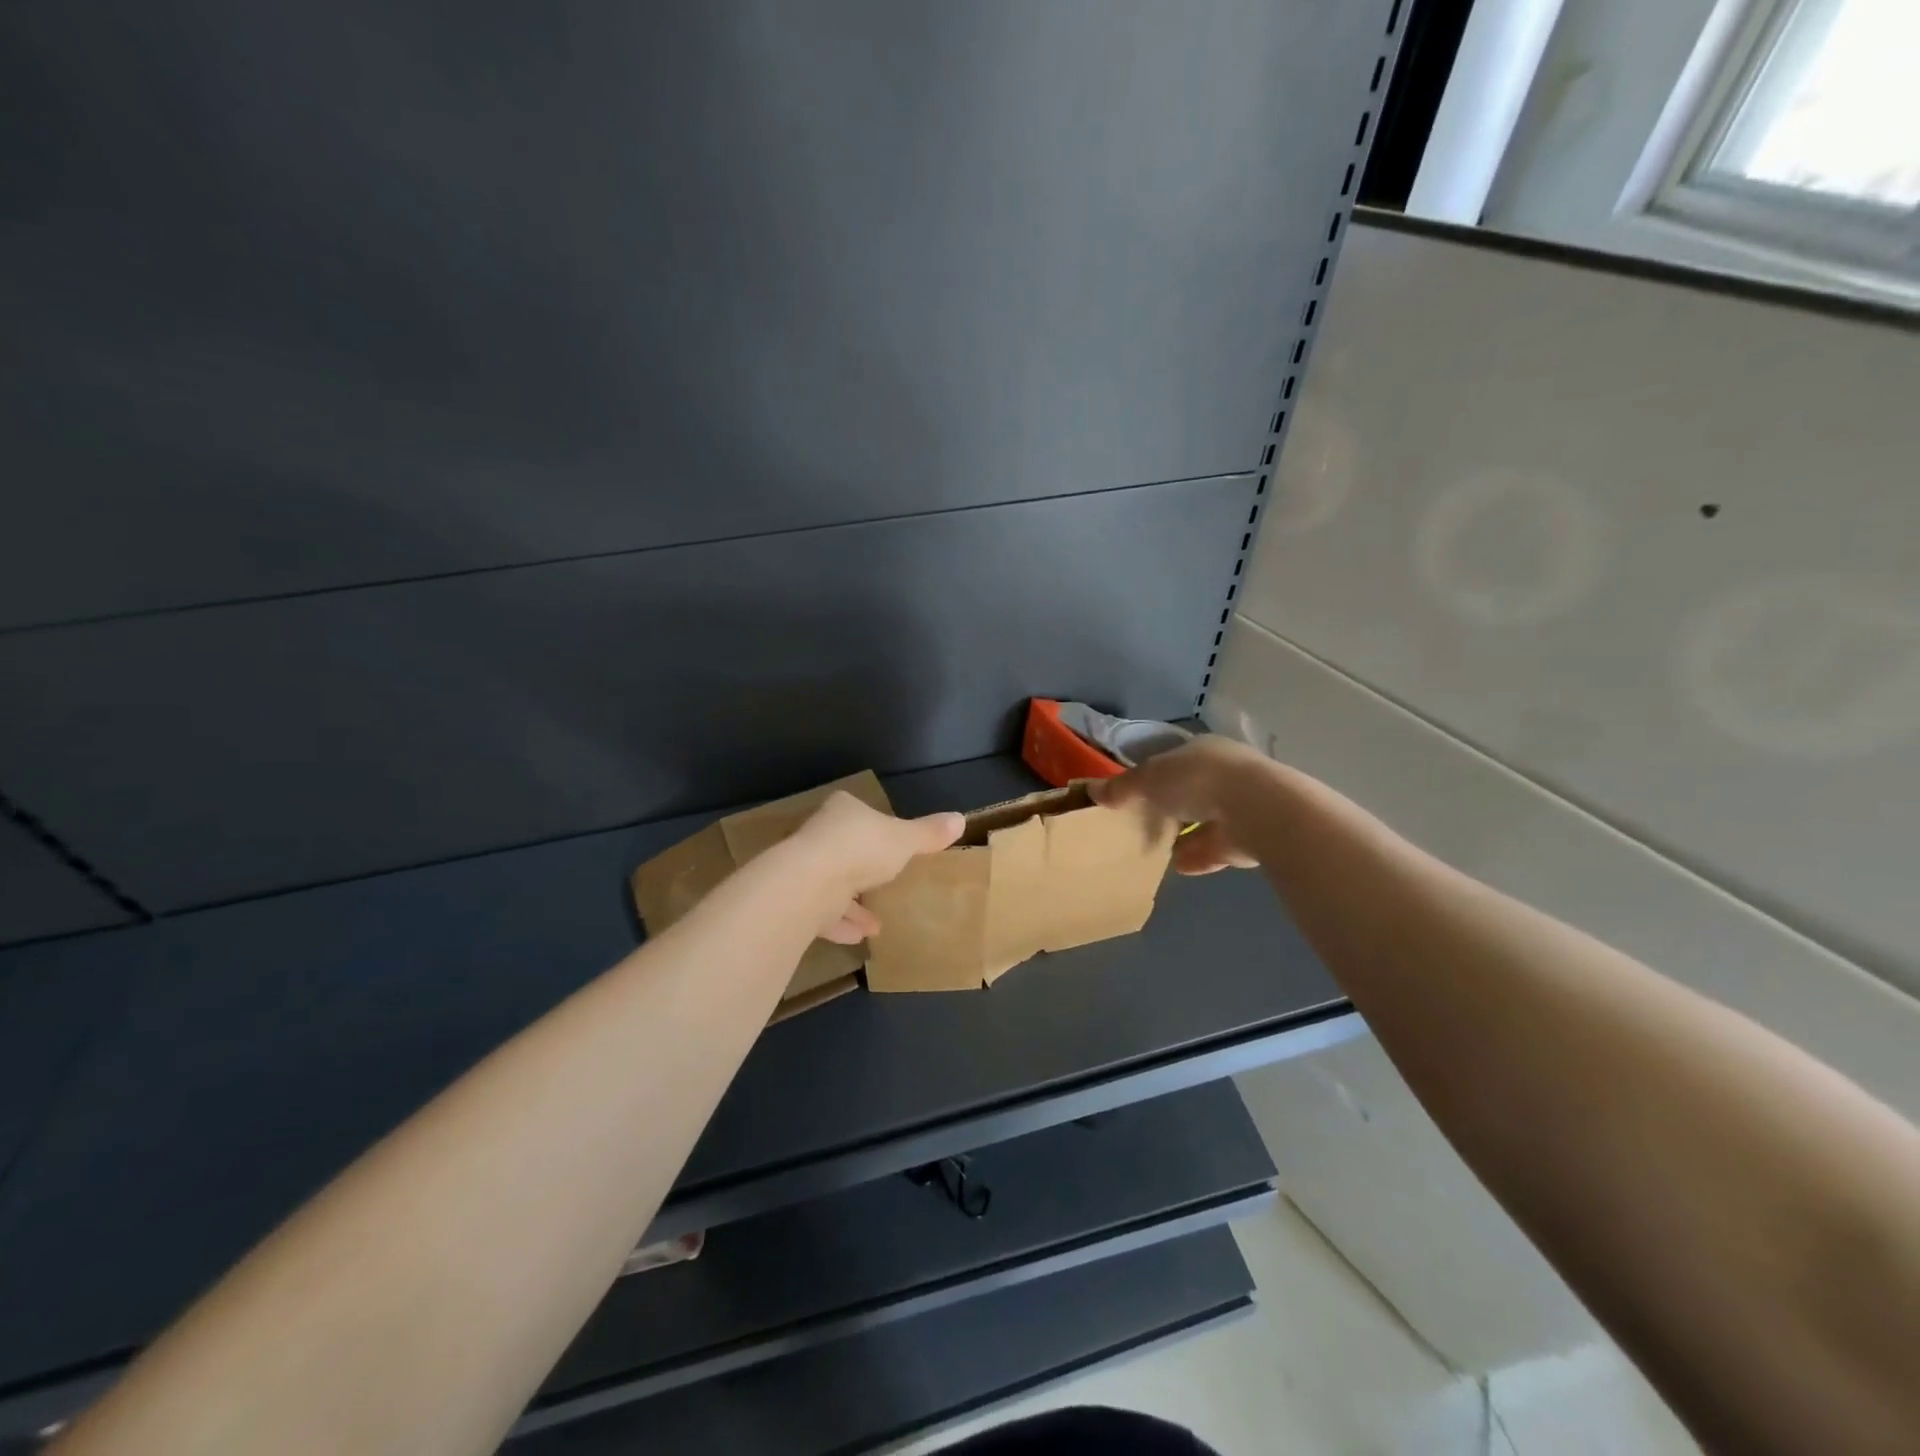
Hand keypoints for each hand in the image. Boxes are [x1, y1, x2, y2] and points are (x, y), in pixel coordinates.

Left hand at [790, 792, 964, 941]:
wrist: (811, 883)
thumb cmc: (862, 848)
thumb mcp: (905, 840)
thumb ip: (929, 833)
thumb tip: (960, 819)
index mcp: (843, 811)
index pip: (857, 812)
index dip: (873, 826)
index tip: (890, 843)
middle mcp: (819, 835)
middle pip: (843, 849)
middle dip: (864, 868)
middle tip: (884, 882)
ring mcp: (805, 868)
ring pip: (833, 884)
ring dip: (854, 903)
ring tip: (878, 922)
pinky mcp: (797, 900)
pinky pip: (824, 913)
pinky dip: (841, 924)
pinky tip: (860, 938)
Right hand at [1090, 737, 1270, 874]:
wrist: (1257, 810)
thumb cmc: (1197, 780)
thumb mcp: (1149, 779)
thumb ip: (1122, 787)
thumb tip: (1092, 791)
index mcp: (1204, 749)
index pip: (1176, 760)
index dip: (1155, 775)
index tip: (1136, 794)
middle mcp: (1228, 773)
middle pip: (1193, 790)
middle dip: (1173, 807)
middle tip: (1146, 824)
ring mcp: (1245, 806)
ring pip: (1209, 820)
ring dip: (1188, 835)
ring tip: (1160, 852)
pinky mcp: (1254, 837)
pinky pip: (1220, 848)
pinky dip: (1201, 857)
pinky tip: (1180, 867)